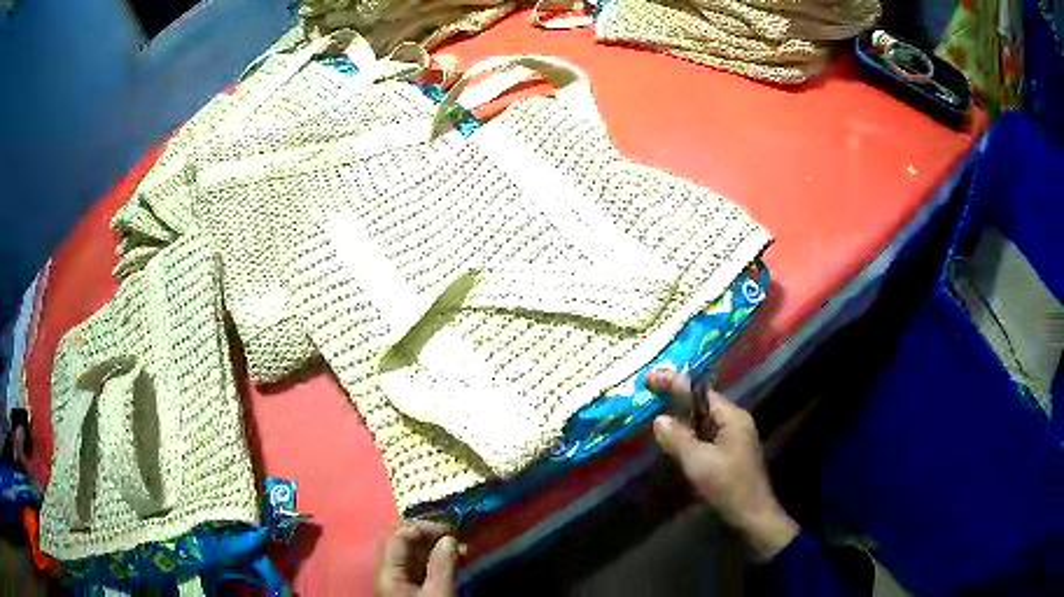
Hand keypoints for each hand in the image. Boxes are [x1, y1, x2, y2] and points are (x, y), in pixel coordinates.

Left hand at [375, 520, 460, 596]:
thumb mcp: (438, 593)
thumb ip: (442, 565)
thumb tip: (449, 538)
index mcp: (388, 570)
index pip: (398, 535)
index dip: (422, 527)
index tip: (449, 528)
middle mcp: (388, 570)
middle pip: (404, 543)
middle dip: (430, 535)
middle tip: (455, 535)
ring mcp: (398, 579)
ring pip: (413, 554)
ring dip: (435, 547)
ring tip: (460, 549)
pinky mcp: (409, 588)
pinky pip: (419, 567)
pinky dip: (435, 560)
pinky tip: (453, 560)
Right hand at [647, 371, 798, 561]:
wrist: (752, 515)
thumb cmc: (728, 485)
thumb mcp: (698, 462)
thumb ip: (678, 438)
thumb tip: (659, 419)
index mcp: (732, 417)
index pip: (700, 392)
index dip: (674, 383)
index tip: (650, 377)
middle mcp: (735, 421)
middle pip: (702, 402)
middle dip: (677, 396)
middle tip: (651, 391)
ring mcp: (734, 437)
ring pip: (703, 419)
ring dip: (682, 415)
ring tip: (656, 409)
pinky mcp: (730, 453)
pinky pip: (706, 434)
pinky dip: (689, 432)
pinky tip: (674, 437)